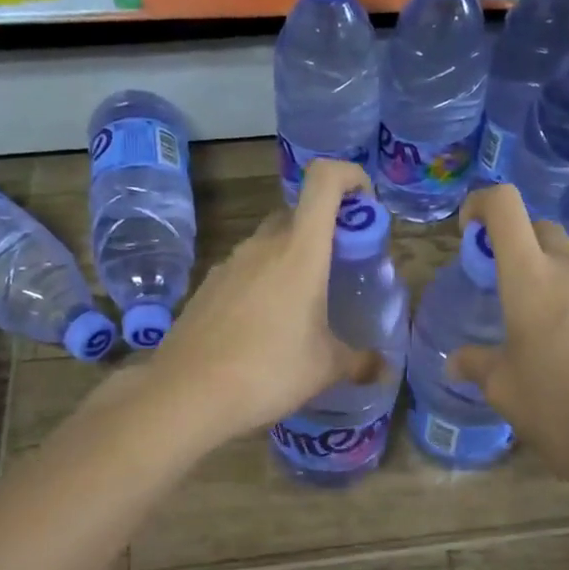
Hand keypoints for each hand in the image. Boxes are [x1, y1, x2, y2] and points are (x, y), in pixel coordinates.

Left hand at [147, 159, 381, 446]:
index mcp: (300, 250)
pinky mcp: (206, 286)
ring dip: (291, 259)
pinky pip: (244, 270)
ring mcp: (229, 263)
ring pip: (269, 243)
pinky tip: (263, 327)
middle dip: (324, 230)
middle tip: (339, 269)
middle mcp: (263, 245)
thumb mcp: (325, 368)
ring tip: (303, 306)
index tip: (365, 204)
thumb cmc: (269, 371)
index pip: (324, 180)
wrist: (186, 393)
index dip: (350, 176)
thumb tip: (382, 368)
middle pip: (298, 213)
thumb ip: (359, 361)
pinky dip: (262, 282)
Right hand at [448, 184, 568, 526]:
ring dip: (544, 279)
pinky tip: (568, 351)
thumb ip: (476, 365)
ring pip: (568, 264)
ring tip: (531, 331)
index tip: (467, 231)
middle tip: (496, 283)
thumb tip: (455, 361)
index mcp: (531, 281)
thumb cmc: (560, 411)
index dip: (481, 203)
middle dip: (512, 242)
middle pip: (539, 229)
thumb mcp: (504, 391)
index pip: (506, 206)